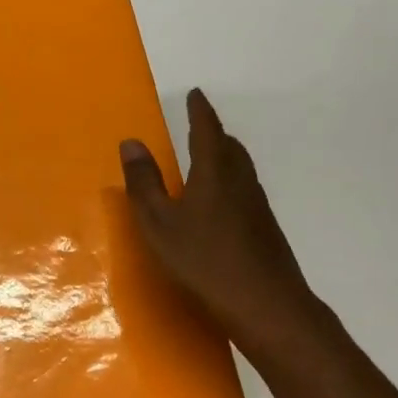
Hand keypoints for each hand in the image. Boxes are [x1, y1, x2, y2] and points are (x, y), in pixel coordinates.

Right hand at [119, 88, 324, 361]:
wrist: (266, 303)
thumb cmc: (204, 260)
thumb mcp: (159, 223)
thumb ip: (144, 183)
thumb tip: (131, 142)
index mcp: (214, 172)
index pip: (207, 130)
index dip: (199, 111)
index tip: (195, 94)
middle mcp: (241, 181)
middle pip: (229, 147)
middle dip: (213, 133)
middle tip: (198, 126)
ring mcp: (257, 206)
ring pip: (240, 169)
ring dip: (224, 157)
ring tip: (206, 159)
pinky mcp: (265, 229)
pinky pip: (244, 190)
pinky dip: (230, 182)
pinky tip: (220, 204)